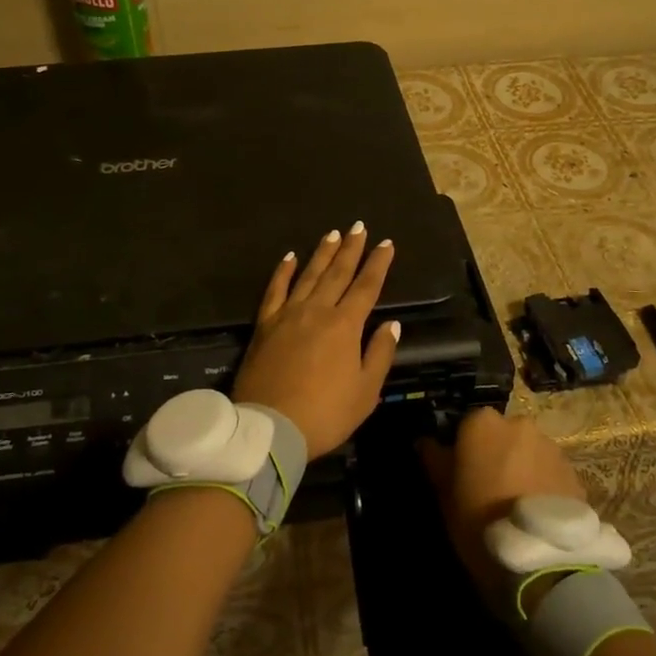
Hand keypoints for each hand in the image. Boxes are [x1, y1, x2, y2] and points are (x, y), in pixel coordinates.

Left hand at [232, 225, 400, 458]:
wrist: (270, 428)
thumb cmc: (325, 414)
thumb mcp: (365, 392)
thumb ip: (379, 354)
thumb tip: (391, 324)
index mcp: (345, 326)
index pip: (366, 287)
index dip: (378, 264)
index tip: (386, 244)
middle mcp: (317, 311)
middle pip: (338, 273)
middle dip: (351, 248)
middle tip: (359, 226)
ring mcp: (288, 315)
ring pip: (308, 275)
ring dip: (322, 253)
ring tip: (332, 234)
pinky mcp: (265, 324)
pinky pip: (275, 290)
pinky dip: (283, 271)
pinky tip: (289, 257)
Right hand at [421, 408, 585, 596]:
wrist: (540, 560)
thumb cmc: (479, 520)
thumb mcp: (444, 494)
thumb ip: (434, 460)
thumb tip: (425, 441)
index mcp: (482, 423)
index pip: (466, 426)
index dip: (463, 450)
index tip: (461, 475)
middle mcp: (518, 424)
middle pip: (501, 435)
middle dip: (496, 455)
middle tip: (489, 489)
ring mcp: (550, 447)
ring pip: (528, 452)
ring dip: (521, 468)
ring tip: (517, 505)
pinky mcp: (574, 472)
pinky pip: (550, 472)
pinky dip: (542, 485)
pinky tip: (537, 513)